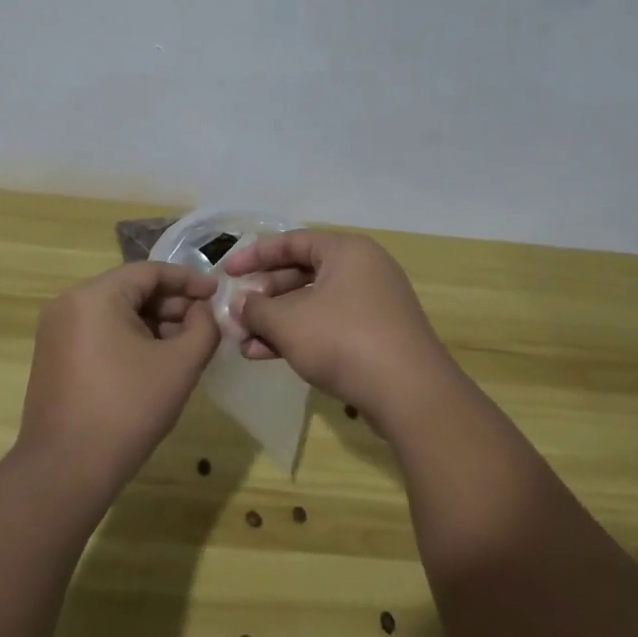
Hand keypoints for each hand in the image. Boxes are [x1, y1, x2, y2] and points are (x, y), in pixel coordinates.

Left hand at [17, 262, 220, 499]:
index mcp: (95, 295)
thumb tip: (203, 312)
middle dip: (171, 305)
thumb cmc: (127, 409)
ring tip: (184, 347)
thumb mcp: (179, 365)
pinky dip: (129, 339)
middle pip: (131, 290)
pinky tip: (154, 363)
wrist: (66, 470)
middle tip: (204, 325)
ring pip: (115, 312)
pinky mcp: (53, 356)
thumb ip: (203, 328)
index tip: (217, 295)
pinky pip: (98, 332)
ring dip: (152, 323)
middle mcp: (69, 303)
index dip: (188, 281)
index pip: (150, 271)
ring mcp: (56, 331)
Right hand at [222, 231, 462, 437]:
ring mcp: (372, 304)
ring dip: (276, 322)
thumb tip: (241, 305)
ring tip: (243, 343)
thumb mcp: (289, 323)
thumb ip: (257, 309)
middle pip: (300, 273)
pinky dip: (299, 336)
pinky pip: (328, 325)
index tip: (227, 273)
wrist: (410, 394)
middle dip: (264, 297)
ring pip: (312, 304)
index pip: (291, 241)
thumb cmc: (344, 340)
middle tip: (236, 314)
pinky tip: (267, 355)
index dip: (254, 255)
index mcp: (346, 251)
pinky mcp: (375, 335)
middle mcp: (362, 269)